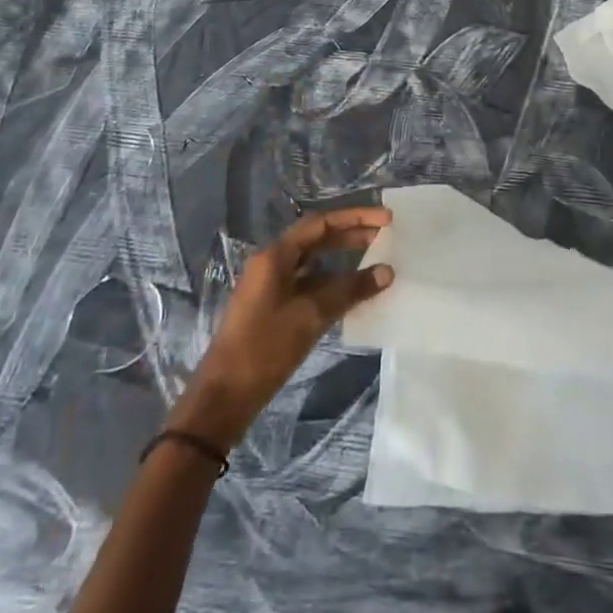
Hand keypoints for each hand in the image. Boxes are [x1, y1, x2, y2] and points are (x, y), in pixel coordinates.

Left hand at [169, 207, 393, 450]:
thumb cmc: (265, 348)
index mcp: (275, 256)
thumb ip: (350, 290)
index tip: (385, 218)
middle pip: (317, 239)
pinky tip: (353, 292)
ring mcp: (271, 286)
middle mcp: (272, 263)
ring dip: (343, 260)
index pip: (320, 223)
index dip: (355, 217)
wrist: (225, 395)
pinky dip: (332, 283)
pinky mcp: (274, 307)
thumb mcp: (311, 316)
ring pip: (314, 263)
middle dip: (351, 235)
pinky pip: (308, 284)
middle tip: (385, 235)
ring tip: (375, 261)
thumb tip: (387, 271)